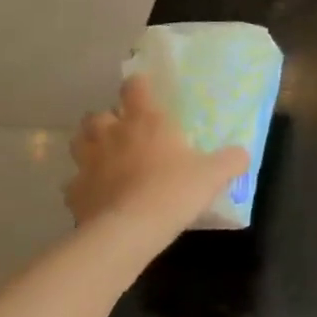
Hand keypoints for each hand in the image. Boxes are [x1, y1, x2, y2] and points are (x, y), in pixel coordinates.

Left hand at [65, 76, 248, 232]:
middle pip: (97, 115)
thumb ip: (230, 160)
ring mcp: (88, 163)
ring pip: (78, 142)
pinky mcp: (74, 192)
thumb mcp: (214, 174)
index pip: (134, 87)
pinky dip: (83, 185)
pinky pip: (74, 182)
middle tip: (123, 131)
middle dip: (106, 119)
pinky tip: (97, 195)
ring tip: (105, 157)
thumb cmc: (174, 190)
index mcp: (146, 120)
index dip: (137, 85)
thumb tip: (242, 154)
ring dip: (89, 145)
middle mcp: (113, 134)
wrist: (129, 230)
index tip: (143, 89)